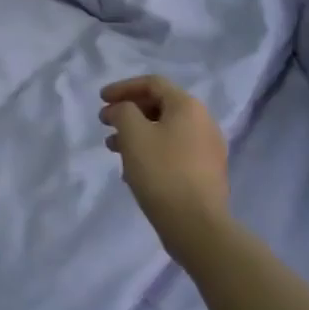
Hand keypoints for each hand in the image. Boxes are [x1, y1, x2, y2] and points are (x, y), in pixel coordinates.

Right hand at [100, 76, 230, 259]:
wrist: (196, 225)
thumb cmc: (162, 172)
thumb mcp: (133, 135)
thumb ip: (123, 112)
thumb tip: (122, 110)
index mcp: (188, 106)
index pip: (153, 84)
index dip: (123, 87)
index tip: (100, 99)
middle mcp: (203, 122)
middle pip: (160, 106)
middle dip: (129, 112)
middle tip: (105, 123)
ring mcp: (208, 149)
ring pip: (165, 131)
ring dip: (137, 134)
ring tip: (113, 149)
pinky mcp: (205, 173)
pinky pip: (174, 151)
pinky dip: (151, 151)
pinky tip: (133, 170)